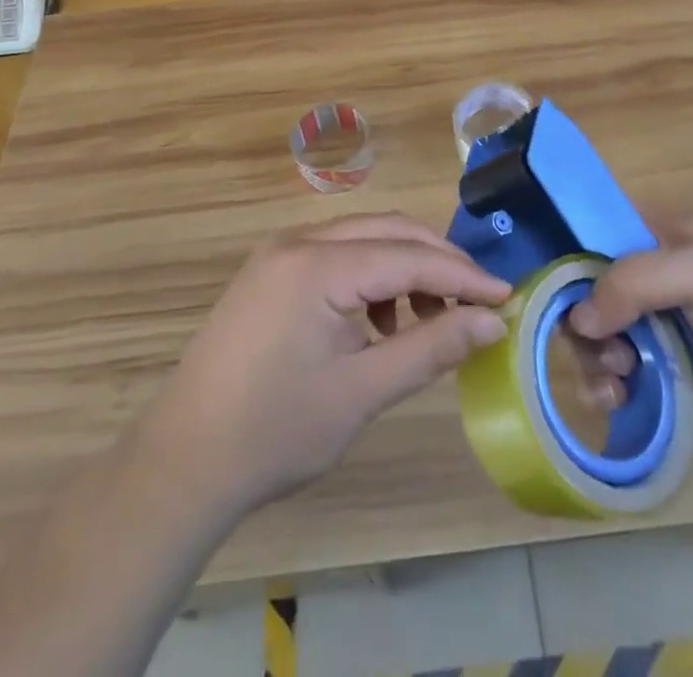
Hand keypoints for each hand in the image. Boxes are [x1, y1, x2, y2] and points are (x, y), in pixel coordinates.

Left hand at [132, 214, 510, 515]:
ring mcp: (279, 252)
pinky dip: (370, 278)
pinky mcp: (270, 271)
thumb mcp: (362, 392)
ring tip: (428, 322)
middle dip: (438, 263)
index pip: (410, 257)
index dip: (463, 278)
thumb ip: (431, 348)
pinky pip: (336, 255)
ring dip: (404, 269)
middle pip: (388, 232)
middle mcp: (298, 240)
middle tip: (478, 303)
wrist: (183, 461)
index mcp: (318, 264)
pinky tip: (379, 324)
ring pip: (362, 239)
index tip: (508, 298)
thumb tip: (492, 322)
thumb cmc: (275, 432)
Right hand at [568, 218, 692, 429]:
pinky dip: (609, 389)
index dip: (563, 259)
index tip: (548, 292)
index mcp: (648, 237)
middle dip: (582, 325)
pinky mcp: (662, 373)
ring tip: (619, 380)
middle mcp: (642, 279)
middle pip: (583, 295)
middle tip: (607, 350)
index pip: (586, 236)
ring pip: (595, 340)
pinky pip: (618, 379)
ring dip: (595, 361)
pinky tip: (619, 400)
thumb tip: (577, 321)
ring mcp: (651, 327)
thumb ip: (631, 284)